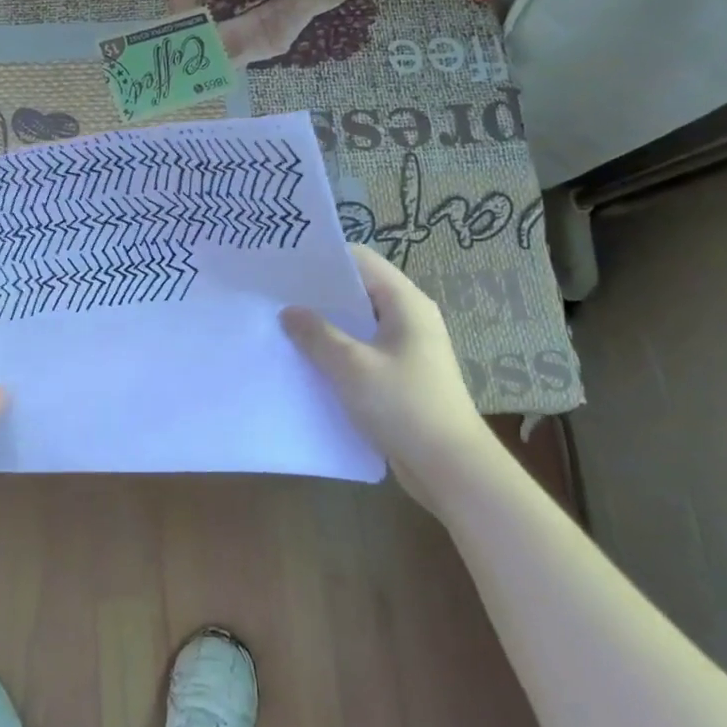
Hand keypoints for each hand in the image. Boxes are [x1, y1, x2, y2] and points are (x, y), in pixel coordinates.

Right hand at [280, 244, 495, 496]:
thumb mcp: (351, 367)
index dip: (324, 259)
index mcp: (405, 303)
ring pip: (359, 323)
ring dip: (326, 324)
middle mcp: (409, 317)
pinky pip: (363, 350)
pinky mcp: (401, 374)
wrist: (451, 468)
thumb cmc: (404, 405)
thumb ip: (317, 334)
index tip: (285, 264)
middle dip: (319, 293)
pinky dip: (338, 350)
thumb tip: (289, 311)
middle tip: (275, 295)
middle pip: (359, 290)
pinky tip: (308, 360)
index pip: (361, 260)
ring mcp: (407, 347)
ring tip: (284, 325)